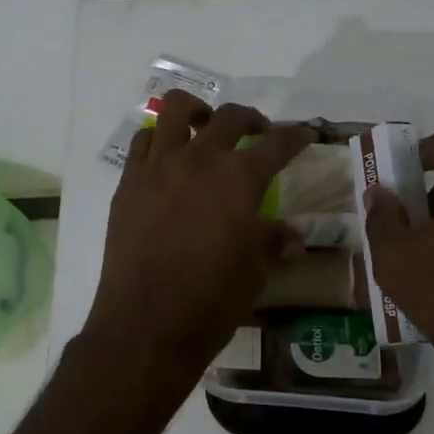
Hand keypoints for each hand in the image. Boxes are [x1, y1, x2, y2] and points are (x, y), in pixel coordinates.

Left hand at [84, 90, 313, 392]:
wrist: (146, 323)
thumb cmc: (211, 301)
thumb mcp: (254, 272)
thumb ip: (272, 242)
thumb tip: (292, 237)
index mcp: (239, 180)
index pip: (277, 144)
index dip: (296, 136)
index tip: (305, 133)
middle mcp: (199, 160)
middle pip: (229, 117)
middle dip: (251, 118)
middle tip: (259, 132)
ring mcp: (158, 167)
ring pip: (175, 110)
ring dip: (197, 111)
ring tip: (205, 126)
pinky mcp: (128, 182)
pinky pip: (143, 143)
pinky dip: (160, 140)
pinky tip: (168, 159)